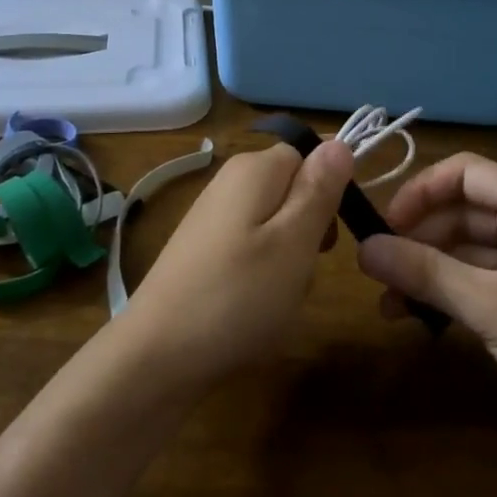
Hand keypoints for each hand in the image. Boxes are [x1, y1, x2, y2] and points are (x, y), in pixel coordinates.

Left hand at [119, 140, 353, 392]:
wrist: (156, 355)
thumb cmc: (236, 296)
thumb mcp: (294, 242)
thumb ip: (319, 190)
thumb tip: (339, 141)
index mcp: (253, 169)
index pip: (310, 155)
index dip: (329, 190)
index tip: (332, 232)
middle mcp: (230, 181)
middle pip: (294, 190)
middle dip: (311, 230)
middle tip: (303, 269)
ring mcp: (214, 216)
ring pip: (277, 225)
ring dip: (291, 259)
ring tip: (279, 296)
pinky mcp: (204, 249)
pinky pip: (253, 249)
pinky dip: (265, 275)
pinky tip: (256, 307)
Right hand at [357, 152, 496, 464]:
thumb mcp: (487, 304)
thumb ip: (423, 271)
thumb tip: (363, 248)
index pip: (464, 172)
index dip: (420, 191)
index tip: (384, 224)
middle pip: (464, 210)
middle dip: (419, 236)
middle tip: (377, 266)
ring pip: (472, 248)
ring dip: (431, 269)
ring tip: (388, 301)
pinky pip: (487, 278)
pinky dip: (454, 291)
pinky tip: (422, 317)